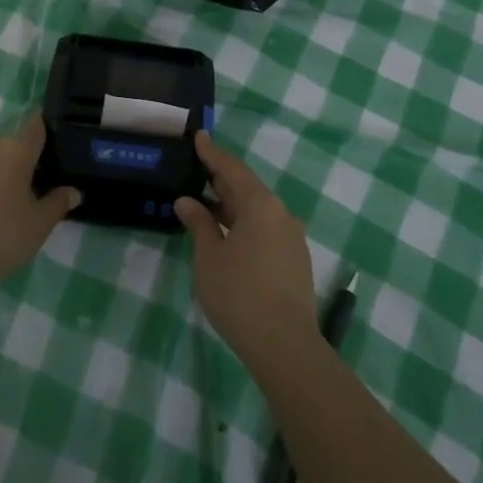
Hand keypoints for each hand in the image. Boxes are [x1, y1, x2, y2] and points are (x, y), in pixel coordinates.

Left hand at [0, 118, 78, 299]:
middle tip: (47, 185)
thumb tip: (73, 191)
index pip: (37, 125)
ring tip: (22, 202)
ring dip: (10, 175)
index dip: (50, 128)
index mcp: (15, 150)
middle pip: (18, 145)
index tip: (63, 141)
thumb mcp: (39, 224)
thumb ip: (58, 203)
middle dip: (32, 161)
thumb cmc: (0, 236)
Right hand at [175, 132, 318, 374]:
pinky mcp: (295, 259)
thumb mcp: (209, 257)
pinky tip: (228, 232)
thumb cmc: (239, 294)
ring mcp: (291, 237)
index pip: (231, 169)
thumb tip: (187, 201)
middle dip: (221, 178)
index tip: (199, 136)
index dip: (212, 153)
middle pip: (247, 187)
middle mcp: (280, 213)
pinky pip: (266, 227)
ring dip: (232, 204)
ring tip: (206, 202)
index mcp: (260, 205)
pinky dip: (244, 222)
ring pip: (257, 209)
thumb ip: (199, 224)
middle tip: (197, 167)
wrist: (285, 345)